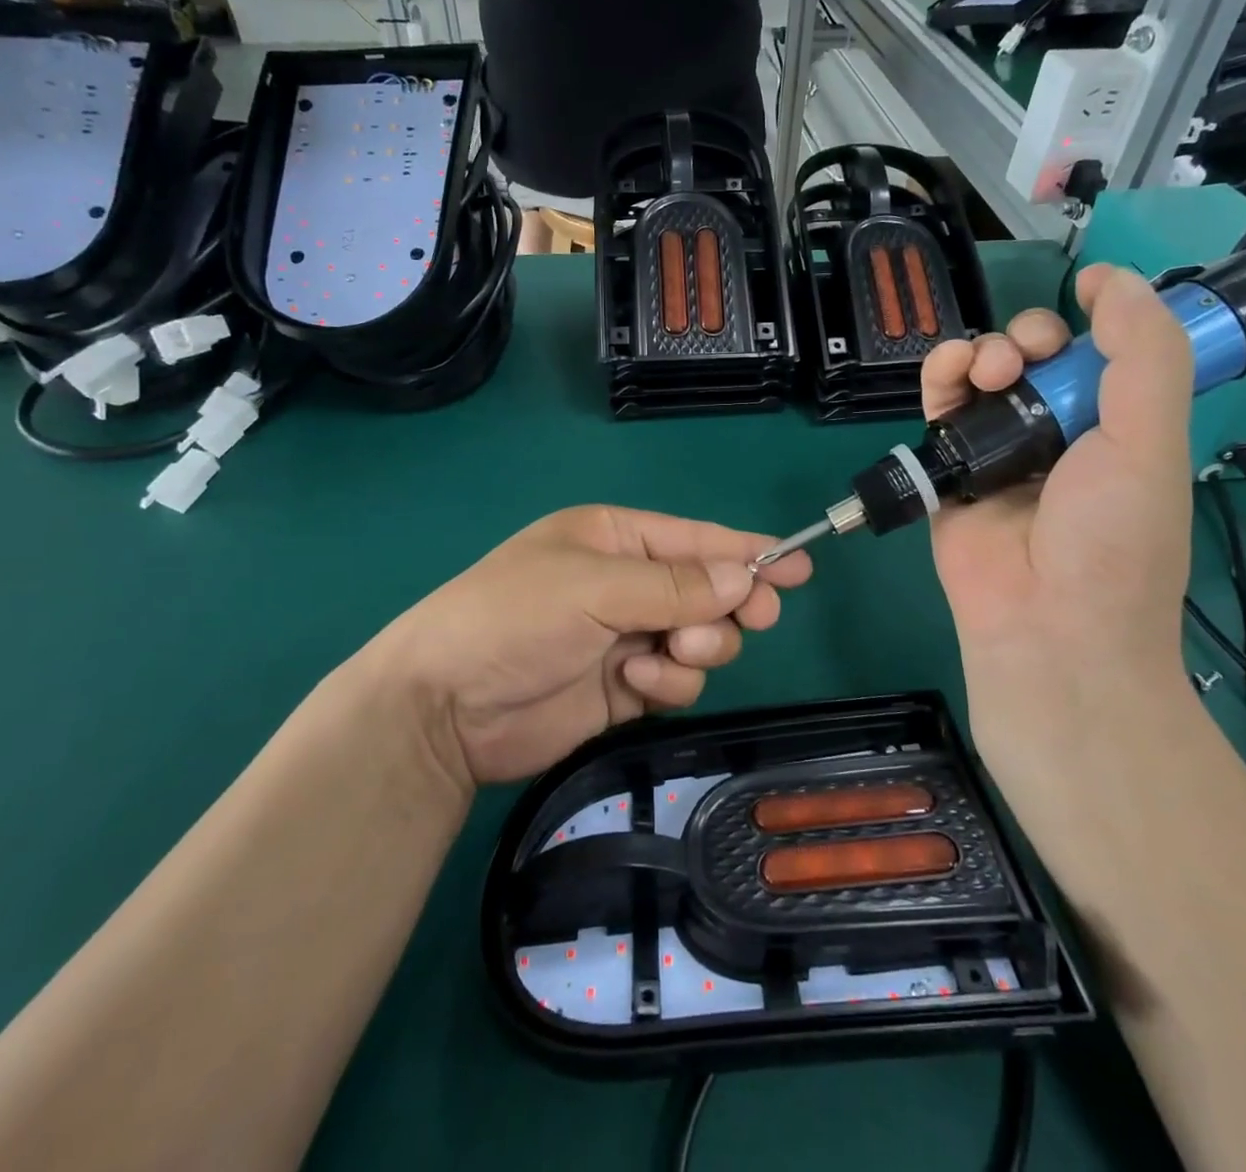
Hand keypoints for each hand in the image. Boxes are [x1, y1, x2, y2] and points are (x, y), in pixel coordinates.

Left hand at [367, 506, 810, 786]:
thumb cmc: (515, 617)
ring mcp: (627, 636)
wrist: (446, 707)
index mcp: (615, 539)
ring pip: (702, 638)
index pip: (696, 540)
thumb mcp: (593, 587)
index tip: (799, 565)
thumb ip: (674, 586)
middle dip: (729, 605)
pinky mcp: (626, 687)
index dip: (748, 550)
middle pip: (709, 591)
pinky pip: (678, 678)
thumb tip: (746, 579)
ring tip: (664, 652)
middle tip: (754, 618)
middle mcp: (626, 583)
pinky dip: (668, 680)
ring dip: (696, 647)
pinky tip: (634, 682)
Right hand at [921, 266, 1192, 753]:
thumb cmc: (1112, 537)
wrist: (1045, 624)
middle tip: (1028, 354)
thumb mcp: (1150, 439)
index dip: (1096, 317)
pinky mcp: (948, 467)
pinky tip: (950, 372)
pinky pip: (940, 407)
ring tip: (989, 368)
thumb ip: (1144, 352)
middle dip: (1031, 336)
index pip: (1106, 352)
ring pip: (983, 375)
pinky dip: (941, 377)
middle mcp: (1058, 432)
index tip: (1084, 290)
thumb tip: (1113, 279)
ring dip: (983, 351)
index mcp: (1117, 426)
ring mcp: (999, 450)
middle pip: (1037, 357)